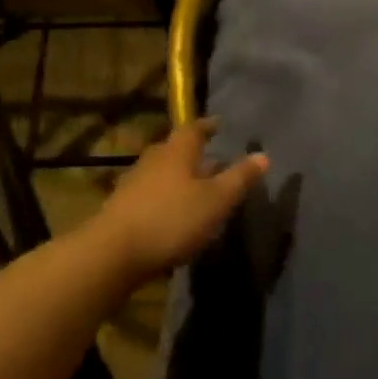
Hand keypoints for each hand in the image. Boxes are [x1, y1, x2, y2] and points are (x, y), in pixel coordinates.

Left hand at [89, 120, 268, 279]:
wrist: (113, 253)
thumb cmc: (172, 220)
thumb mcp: (216, 201)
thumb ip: (239, 178)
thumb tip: (263, 155)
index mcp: (176, 152)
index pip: (194, 129)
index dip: (208, 126)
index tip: (220, 125)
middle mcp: (153, 160)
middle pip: (175, 150)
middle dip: (194, 153)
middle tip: (213, 160)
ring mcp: (133, 184)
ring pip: (162, 172)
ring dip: (179, 177)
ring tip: (197, 189)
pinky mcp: (122, 208)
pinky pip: (150, 194)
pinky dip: (166, 198)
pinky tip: (174, 214)